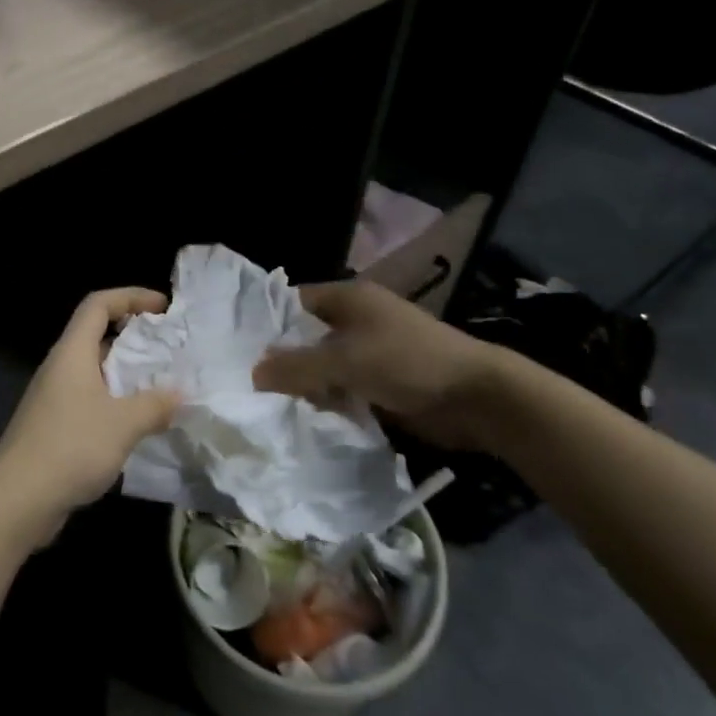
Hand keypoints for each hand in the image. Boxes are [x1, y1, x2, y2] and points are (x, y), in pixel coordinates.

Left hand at [0, 288, 180, 546]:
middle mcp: (61, 368)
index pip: (98, 305)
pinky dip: (117, 404)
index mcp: (72, 353)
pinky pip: (91, 402)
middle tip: (171, 350)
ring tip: (164, 387)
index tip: (163, 307)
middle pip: (97, 336)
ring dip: (128, 375)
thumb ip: (154, 405)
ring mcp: (55, 399)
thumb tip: (179, 394)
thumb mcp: (122, 424)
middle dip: (135, 338)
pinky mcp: (55, 428)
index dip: (130, 296)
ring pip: (96, 372)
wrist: (16, 501)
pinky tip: (139, 425)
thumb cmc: (69, 448)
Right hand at [252, 279, 504, 449]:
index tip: (238, 349)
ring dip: (306, 384)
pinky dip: (329, 399)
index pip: (293, 302)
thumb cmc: (407, 362)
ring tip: (272, 405)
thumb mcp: (345, 361)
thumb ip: (296, 366)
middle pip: (306, 336)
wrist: (477, 397)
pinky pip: (344, 387)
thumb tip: (253, 373)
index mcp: (348, 298)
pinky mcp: (382, 380)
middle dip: (284, 360)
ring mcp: (371, 350)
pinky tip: (308, 417)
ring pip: (324, 365)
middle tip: (249, 383)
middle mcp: (357, 319)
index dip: (267, 323)